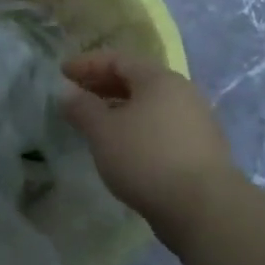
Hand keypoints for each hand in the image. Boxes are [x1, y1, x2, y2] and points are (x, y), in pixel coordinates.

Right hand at [62, 51, 238, 245]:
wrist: (201, 205)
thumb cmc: (145, 158)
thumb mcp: (103, 132)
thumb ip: (82, 108)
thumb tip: (67, 92)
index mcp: (159, 79)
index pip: (118, 60)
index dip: (87, 63)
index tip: (62, 72)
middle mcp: (182, 92)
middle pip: (137, 80)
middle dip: (104, 85)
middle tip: (77, 95)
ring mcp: (195, 120)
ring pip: (150, 105)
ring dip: (121, 108)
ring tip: (97, 122)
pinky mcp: (199, 147)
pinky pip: (161, 127)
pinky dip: (137, 128)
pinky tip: (124, 146)